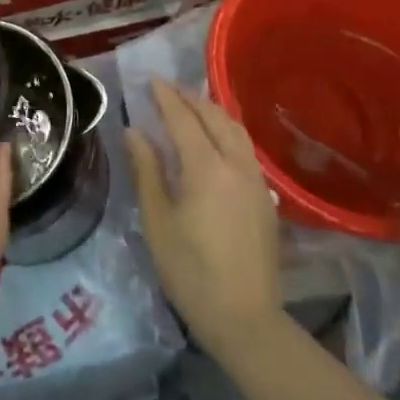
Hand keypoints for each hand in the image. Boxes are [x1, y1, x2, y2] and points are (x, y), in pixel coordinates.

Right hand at [127, 81, 284, 363]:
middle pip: (216, 117)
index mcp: (207, 168)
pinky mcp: (266, 198)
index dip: (166, 97)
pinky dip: (227, 132)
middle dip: (191, 98)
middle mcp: (236, 165)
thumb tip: (134, 131)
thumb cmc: (190, 271)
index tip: (151, 81)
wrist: (245, 318)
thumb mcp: (158, 220)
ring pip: (236, 131)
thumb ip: (147, 170)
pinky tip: (215, 141)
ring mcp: (256, 181)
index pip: (184, 119)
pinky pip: (246, 149)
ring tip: (192, 107)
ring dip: (213, 112)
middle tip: (168, 90)